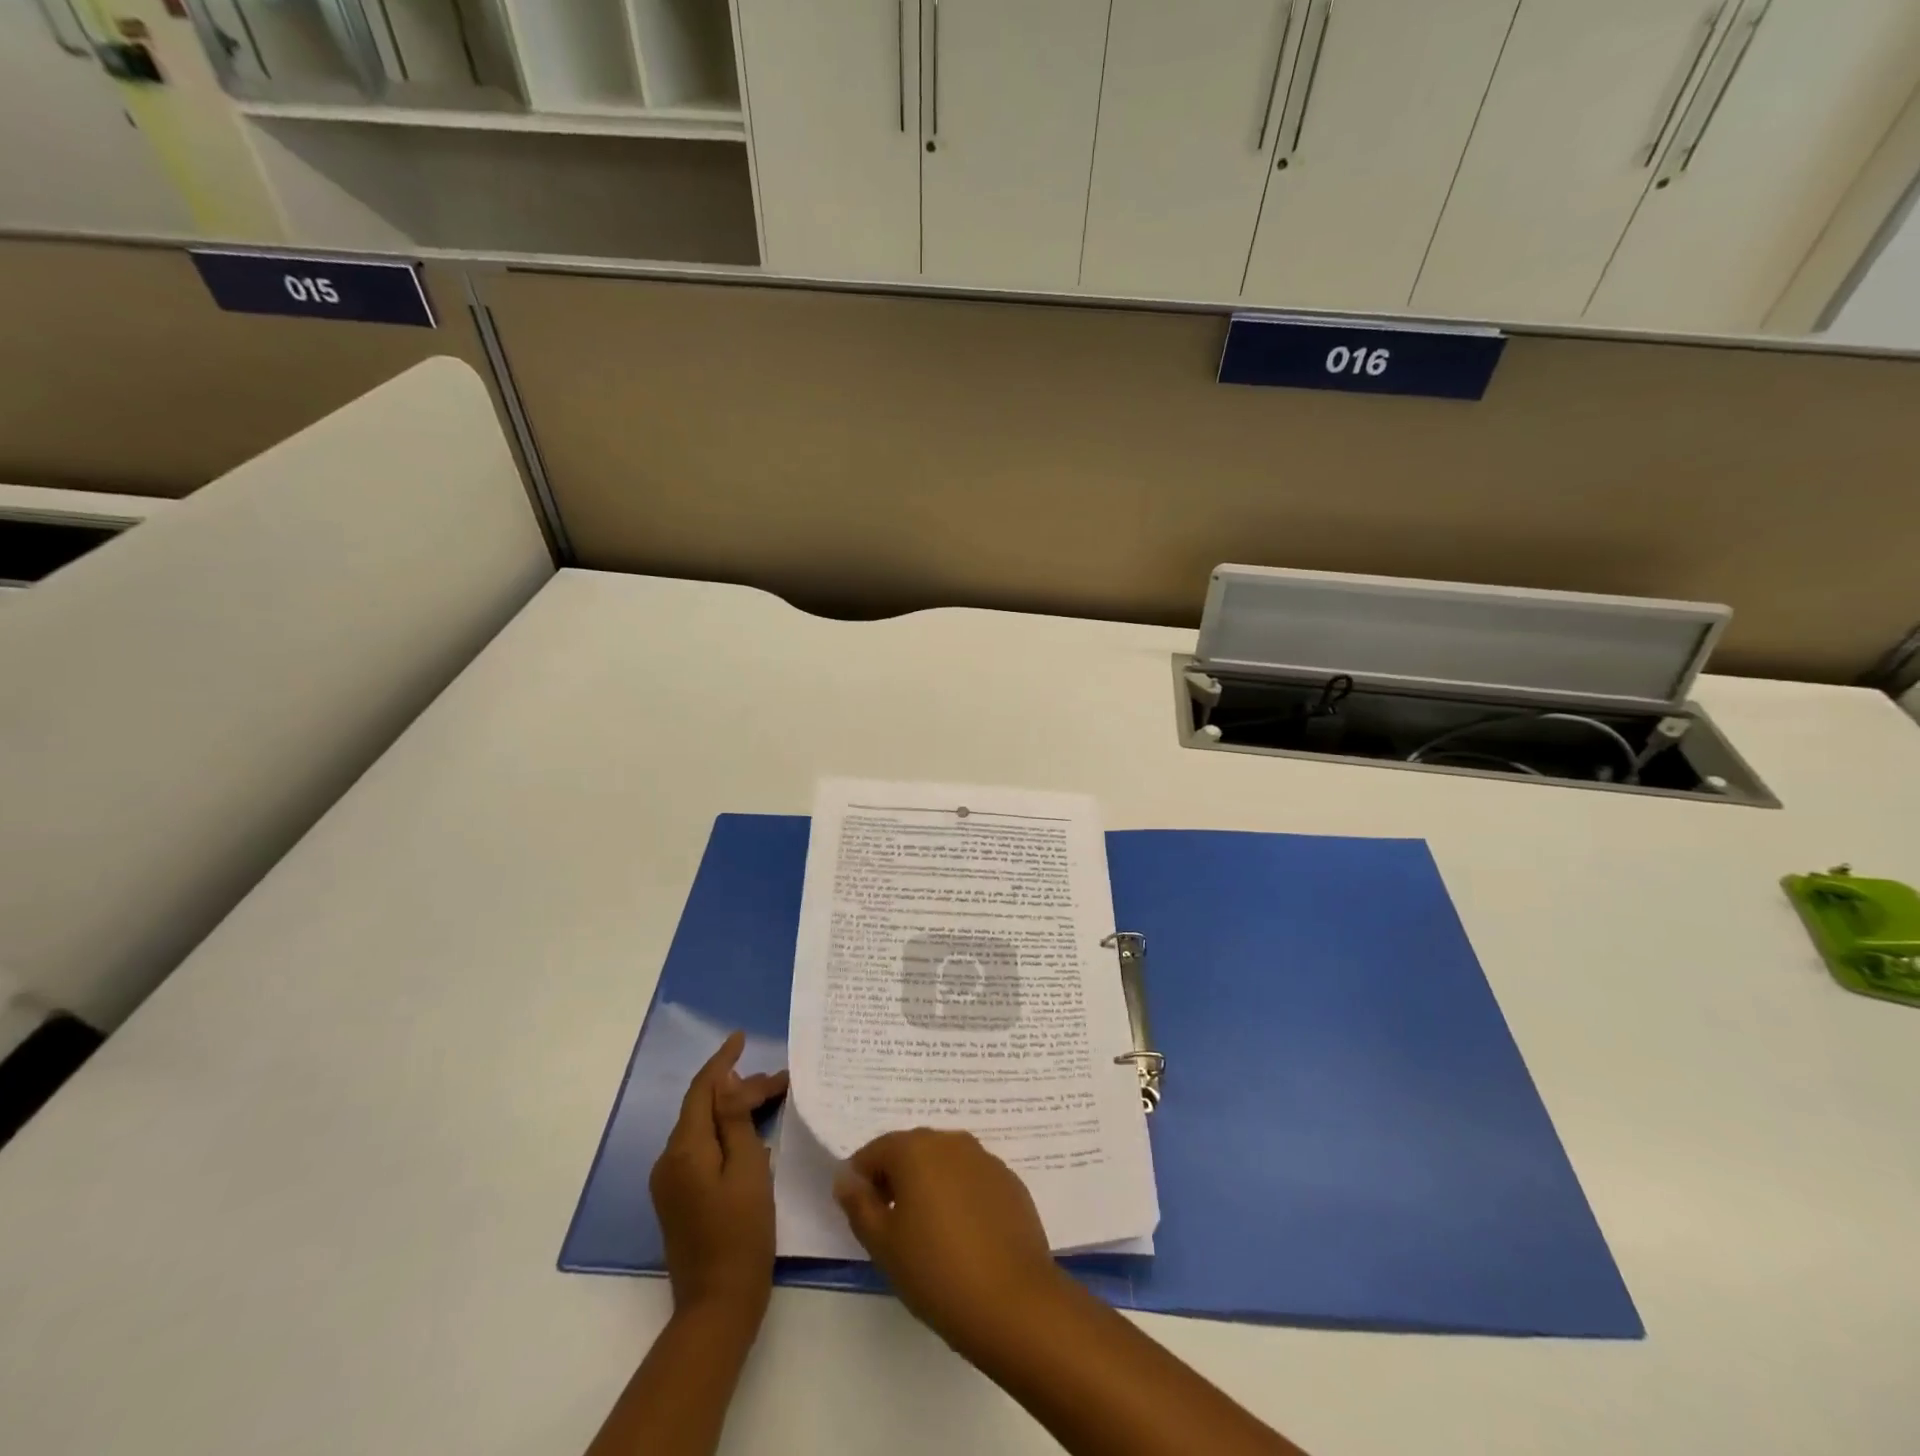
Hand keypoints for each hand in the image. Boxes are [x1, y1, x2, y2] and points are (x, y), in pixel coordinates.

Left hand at [649, 1032, 788, 1323]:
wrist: (717, 1306)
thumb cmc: (742, 1233)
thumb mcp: (748, 1169)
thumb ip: (734, 1120)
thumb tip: (726, 1081)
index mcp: (684, 1149)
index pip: (702, 1089)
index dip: (722, 1061)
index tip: (741, 1037)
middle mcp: (669, 1161)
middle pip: (704, 1108)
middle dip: (739, 1089)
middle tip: (781, 1082)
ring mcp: (671, 1182)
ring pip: (704, 1129)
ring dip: (734, 1110)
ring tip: (772, 1100)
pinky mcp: (679, 1199)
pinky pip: (701, 1150)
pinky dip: (726, 1134)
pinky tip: (751, 1134)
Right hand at [833, 1128, 1068, 1356]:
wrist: (1014, 1302)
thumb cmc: (936, 1271)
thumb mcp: (883, 1245)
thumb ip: (859, 1205)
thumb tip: (846, 1178)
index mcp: (916, 1148)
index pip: (876, 1151)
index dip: (862, 1180)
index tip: (861, 1215)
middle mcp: (951, 1141)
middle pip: (912, 1151)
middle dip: (897, 1179)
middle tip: (891, 1226)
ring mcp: (986, 1159)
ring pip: (945, 1164)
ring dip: (930, 1186)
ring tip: (928, 1233)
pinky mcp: (1010, 1182)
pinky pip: (973, 1179)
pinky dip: (960, 1196)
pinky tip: (963, 1236)